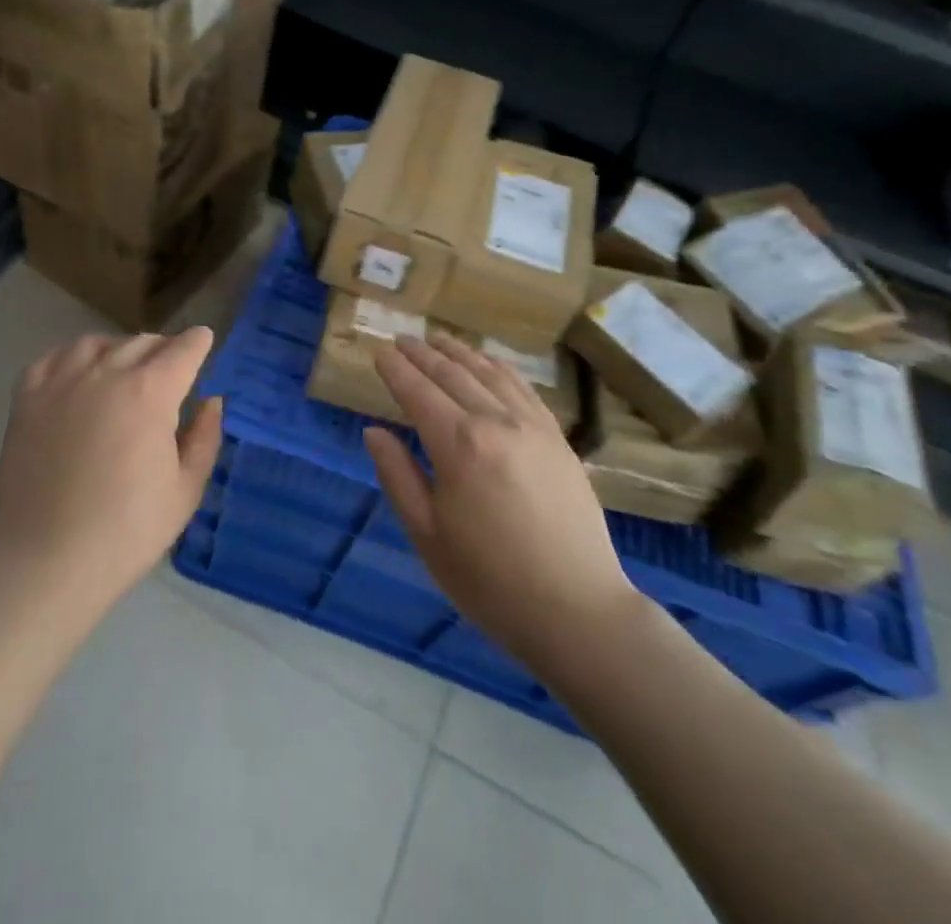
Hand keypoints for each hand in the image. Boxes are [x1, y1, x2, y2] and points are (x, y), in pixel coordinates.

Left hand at [0, 329, 221, 614]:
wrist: (45, 561)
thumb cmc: (126, 532)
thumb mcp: (185, 490)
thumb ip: (204, 438)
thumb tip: (212, 402)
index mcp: (150, 393)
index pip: (183, 350)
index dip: (198, 343)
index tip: (204, 341)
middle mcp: (106, 373)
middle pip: (142, 343)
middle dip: (164, 350)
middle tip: (170, 370)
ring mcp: (61, 382)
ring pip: (97, 343)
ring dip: (119, 349)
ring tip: (124, 369)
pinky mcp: (27, 399)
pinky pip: (53, 358)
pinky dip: (73, 358)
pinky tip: (79, 375)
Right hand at [367, 333, 636, 664]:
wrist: (577, 610)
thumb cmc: (490, 580)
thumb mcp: (428, 534)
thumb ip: (397, 475)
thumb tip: (373, 431)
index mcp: (458, 445)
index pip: (417, 391)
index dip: (395, 369)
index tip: (379, 351)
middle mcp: (495, 421)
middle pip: (451, 374)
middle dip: (422, 354)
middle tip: (401, 339)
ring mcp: (532, 426)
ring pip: (488, 373)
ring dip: (459, 352)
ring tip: (438, 339)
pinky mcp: (557, 437)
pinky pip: (522, 388)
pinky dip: (498, 367)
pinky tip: (488, 363)